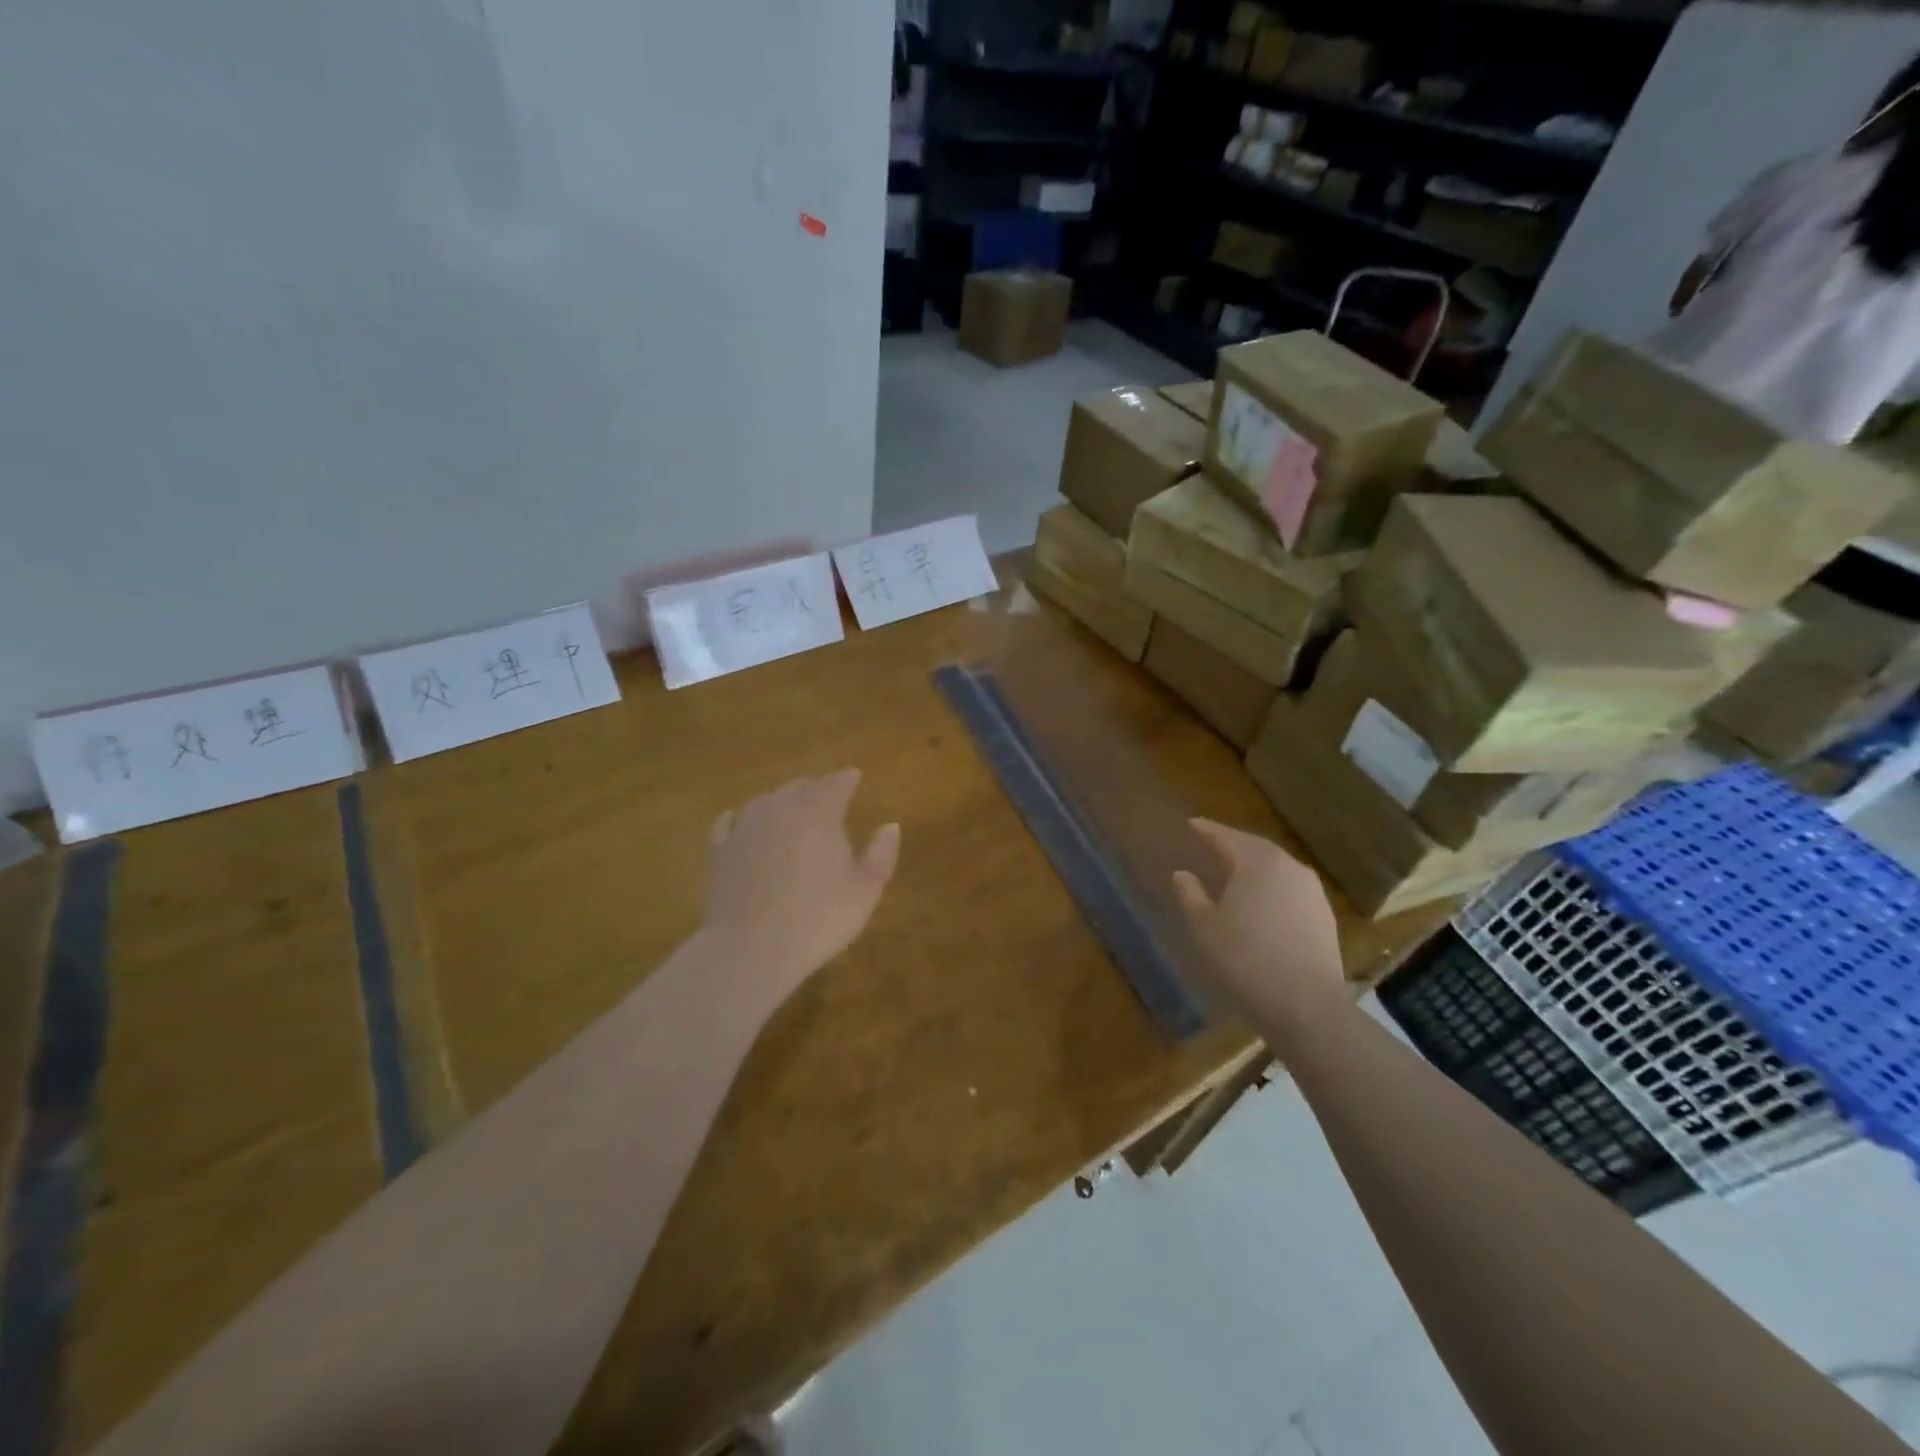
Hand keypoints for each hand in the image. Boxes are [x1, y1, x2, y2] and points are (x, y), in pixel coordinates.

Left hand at [702, 770, 899, 995]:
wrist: (751, 948)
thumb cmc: (818, 918)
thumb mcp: (865, 891)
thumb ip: (881, 854)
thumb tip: (891, 826)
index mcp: (819, 813)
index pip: (835, 784)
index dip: (847, 779)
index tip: (854, 776)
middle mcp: (780, 809)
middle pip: (800, 787)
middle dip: (815, 787)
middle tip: (826, 794)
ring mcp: (745, 827)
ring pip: (766, 801)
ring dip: (781, 801)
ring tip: (790, 809)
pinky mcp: (719, 850)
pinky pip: (730, 823)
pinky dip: (740, 818)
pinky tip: (739, 821)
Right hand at [1173, 818, 1345, 1039]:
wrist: (1307, 1006)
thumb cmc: (1246, 960)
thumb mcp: (1205, 927)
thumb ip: (1191, 895)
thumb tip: (1182, 874)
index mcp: (1258, 863)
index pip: (1227, 837)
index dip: (1207, 830)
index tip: (1191, 823)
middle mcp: (1290, 868)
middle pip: (1256, 848)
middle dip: (1232, 844)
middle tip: (1211, 843)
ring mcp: (1312, 892)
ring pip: (1276, 868)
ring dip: (1254, 865)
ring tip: (1234, 870)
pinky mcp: (1324, 916)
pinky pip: (1290, 888)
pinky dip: (1271, 886)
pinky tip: (1261, 900)